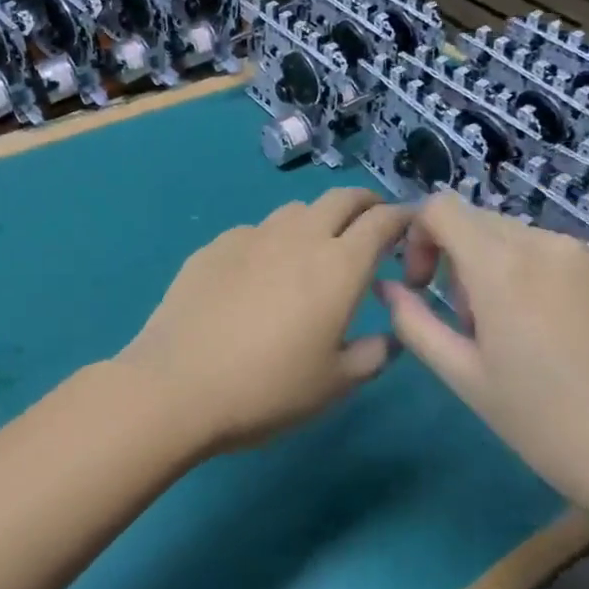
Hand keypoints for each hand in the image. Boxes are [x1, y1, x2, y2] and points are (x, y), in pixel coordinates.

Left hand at [116, 187, 411, 454]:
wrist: (178, 385)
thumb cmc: (267, 389)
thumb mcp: (335, 384)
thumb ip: (373, 354)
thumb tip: (390, 336)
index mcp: (338, 266)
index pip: (382, 221)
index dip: (403, 218)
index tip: (410, 227)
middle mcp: (298, 237)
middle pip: (340, 198)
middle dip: (364, 204)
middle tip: (371, 225)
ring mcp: (251, 237)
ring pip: (295, 210)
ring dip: (317, 219)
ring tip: (316, 248)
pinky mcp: (214, 246)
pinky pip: (255, 231)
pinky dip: (272, 240)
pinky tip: (260, 272)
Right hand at [377, 193, 588, 533]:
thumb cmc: (550, 426)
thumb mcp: (465, 379)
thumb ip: (415, 322)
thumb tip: (389, 287)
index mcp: (501, 266)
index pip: (440, 208)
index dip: (420, 237)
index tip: (426, 285)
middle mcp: (550, 243)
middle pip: (484, 225)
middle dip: (464, 262)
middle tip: (479, 325)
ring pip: (531, 242)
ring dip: (512, 273)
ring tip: (534, 337)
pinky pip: (576, 259)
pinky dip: (559, 282)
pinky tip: (581, 338)